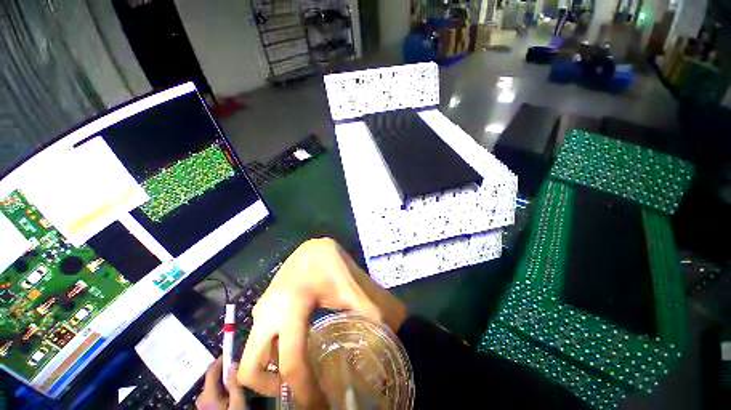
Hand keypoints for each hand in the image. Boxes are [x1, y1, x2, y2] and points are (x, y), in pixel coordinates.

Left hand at [196, 358, 246, 409]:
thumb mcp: (237, 402)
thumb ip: (234, 383)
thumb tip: (233, 363)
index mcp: (207, 394)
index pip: (211, 370)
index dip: (222, 359)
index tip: (233, 352)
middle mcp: (201, 397)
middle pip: (213, 377)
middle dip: (226, 372)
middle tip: (240, 371)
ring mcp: (201, 404)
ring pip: (213, 385)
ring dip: (224, 382)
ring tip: (237, 384)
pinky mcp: (204, 408)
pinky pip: (213, 393)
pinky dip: (222, 390)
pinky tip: (231, 395)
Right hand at [237, 238, 407, 407]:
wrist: (313, 248)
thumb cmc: (330, 262)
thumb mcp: (349, 286)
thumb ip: (368, 309)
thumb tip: (388, 333)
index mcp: (290, 308)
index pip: (290, 362)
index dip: (304, 392)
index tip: (319, 406)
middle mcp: (267, 314)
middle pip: (250, 368)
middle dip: (271, 388)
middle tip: (300, 392)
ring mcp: (261, 311)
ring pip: (253, 355)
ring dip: (270, 371)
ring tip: (300, 375)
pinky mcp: (264, 308)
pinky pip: (260, 341)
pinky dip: (272, 354)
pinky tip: (295, 349)